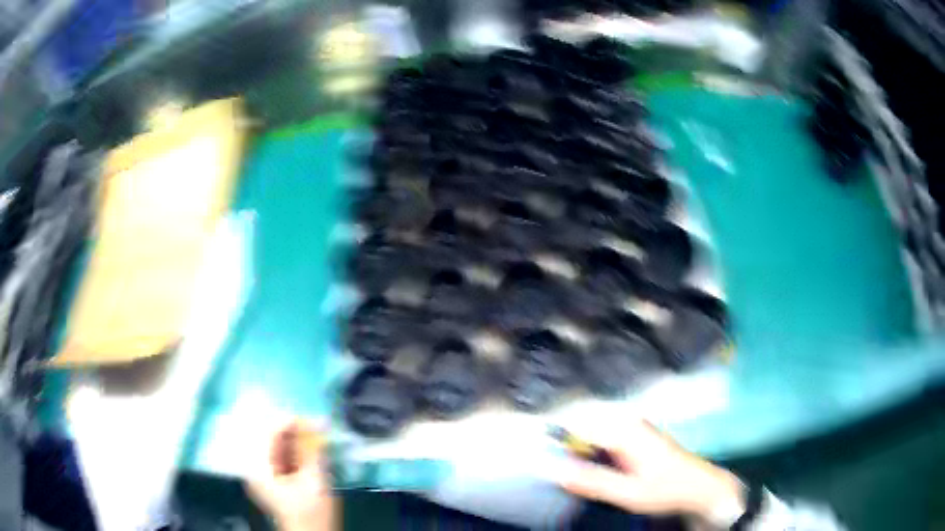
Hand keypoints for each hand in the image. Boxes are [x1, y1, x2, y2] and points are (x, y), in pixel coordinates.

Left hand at [246, 420, 336, 530]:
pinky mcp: (276, 483)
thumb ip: (313, 450)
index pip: (269, 433)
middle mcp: (255, 468)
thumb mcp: (314, 480)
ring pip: (280, 449)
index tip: (314, 419)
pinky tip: (314, 452)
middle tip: (320, 427)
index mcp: (257, 467)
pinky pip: (284, 460)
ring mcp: (265, 476)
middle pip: (273, 440)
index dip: (291, 422)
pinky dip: (299, 454)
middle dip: (297, 432)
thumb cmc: (310, 512)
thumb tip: (319, 421)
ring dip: (299, 442)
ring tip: (320, 438)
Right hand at [557, 420, 743, 521]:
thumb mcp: (627, 493)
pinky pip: (604, 436)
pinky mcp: (636, 435)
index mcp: (625, 430)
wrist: (699, 487)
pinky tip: (586, 464)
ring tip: (561, 463)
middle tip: (547, 462)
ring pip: (593, 430)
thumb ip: (591, 482)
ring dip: (576, 446)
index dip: (553, 437)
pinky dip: (590, 448)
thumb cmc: (666, 489)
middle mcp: (628, 421)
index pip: (578, 425)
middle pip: (584, 424)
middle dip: (563, 441)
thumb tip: (554, 471)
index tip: (535, 452)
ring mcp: (633, 427)